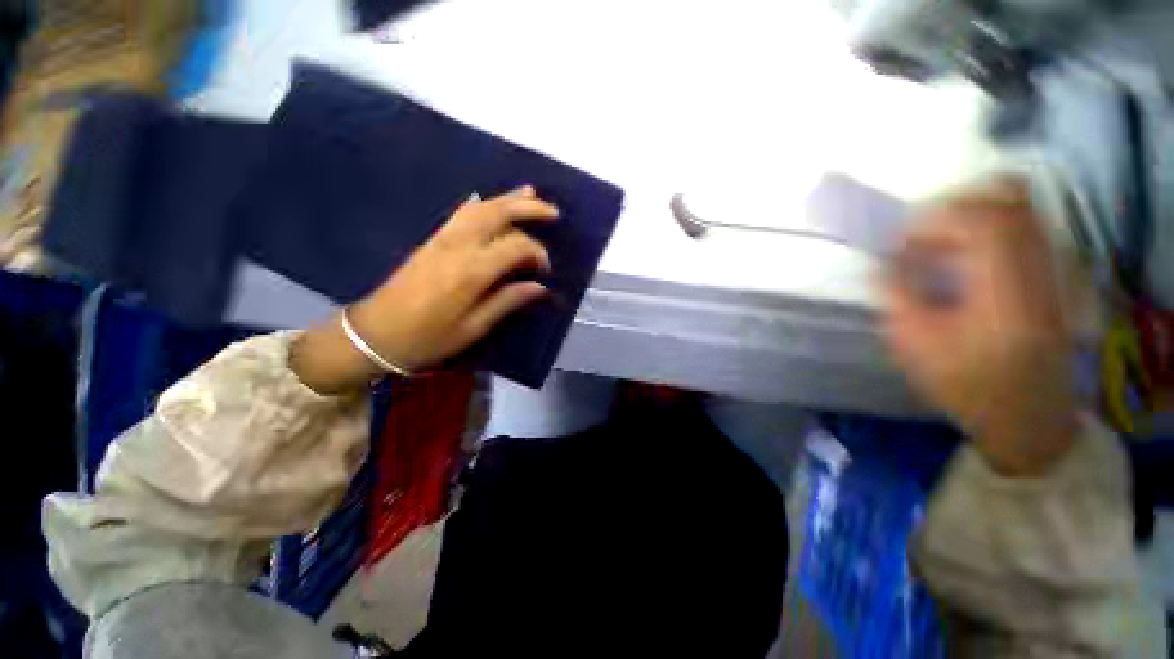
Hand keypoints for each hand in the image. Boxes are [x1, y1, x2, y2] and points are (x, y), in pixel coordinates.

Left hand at [291, 186, 557, 393]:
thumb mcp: (473, 328)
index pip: (515, 246)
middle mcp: (458, 247)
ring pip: (479, 208)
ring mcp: (442, 239)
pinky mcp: (431, 241)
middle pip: (497, 213)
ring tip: (530, 193)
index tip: (546, 270)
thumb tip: (539, 287)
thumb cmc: (428, 338)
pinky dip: (480, 204)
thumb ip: (507, 301)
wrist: (375, 334)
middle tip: (552, 212)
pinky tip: (488, 200)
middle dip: (528, 207)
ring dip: (506, 199)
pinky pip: (460, 214)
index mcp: (471, 271)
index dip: (536, 253)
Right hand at [883, 180, 1079, 475]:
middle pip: (1010, 202)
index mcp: (1005, 291)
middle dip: (957, 205)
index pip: (985, 222)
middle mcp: (1038, 270)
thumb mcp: (913, 344)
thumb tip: (884, 258)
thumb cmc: (965, 385)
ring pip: (1021, 210)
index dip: (938, 217)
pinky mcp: (1054, 276)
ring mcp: (1053, 270)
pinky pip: (1025, 228)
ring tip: (938, 240)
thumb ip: (897, 293)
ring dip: (973, 214)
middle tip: (920, 229)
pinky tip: (964, 252)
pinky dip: (991, 227)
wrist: (1026, 415)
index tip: (901, 237)